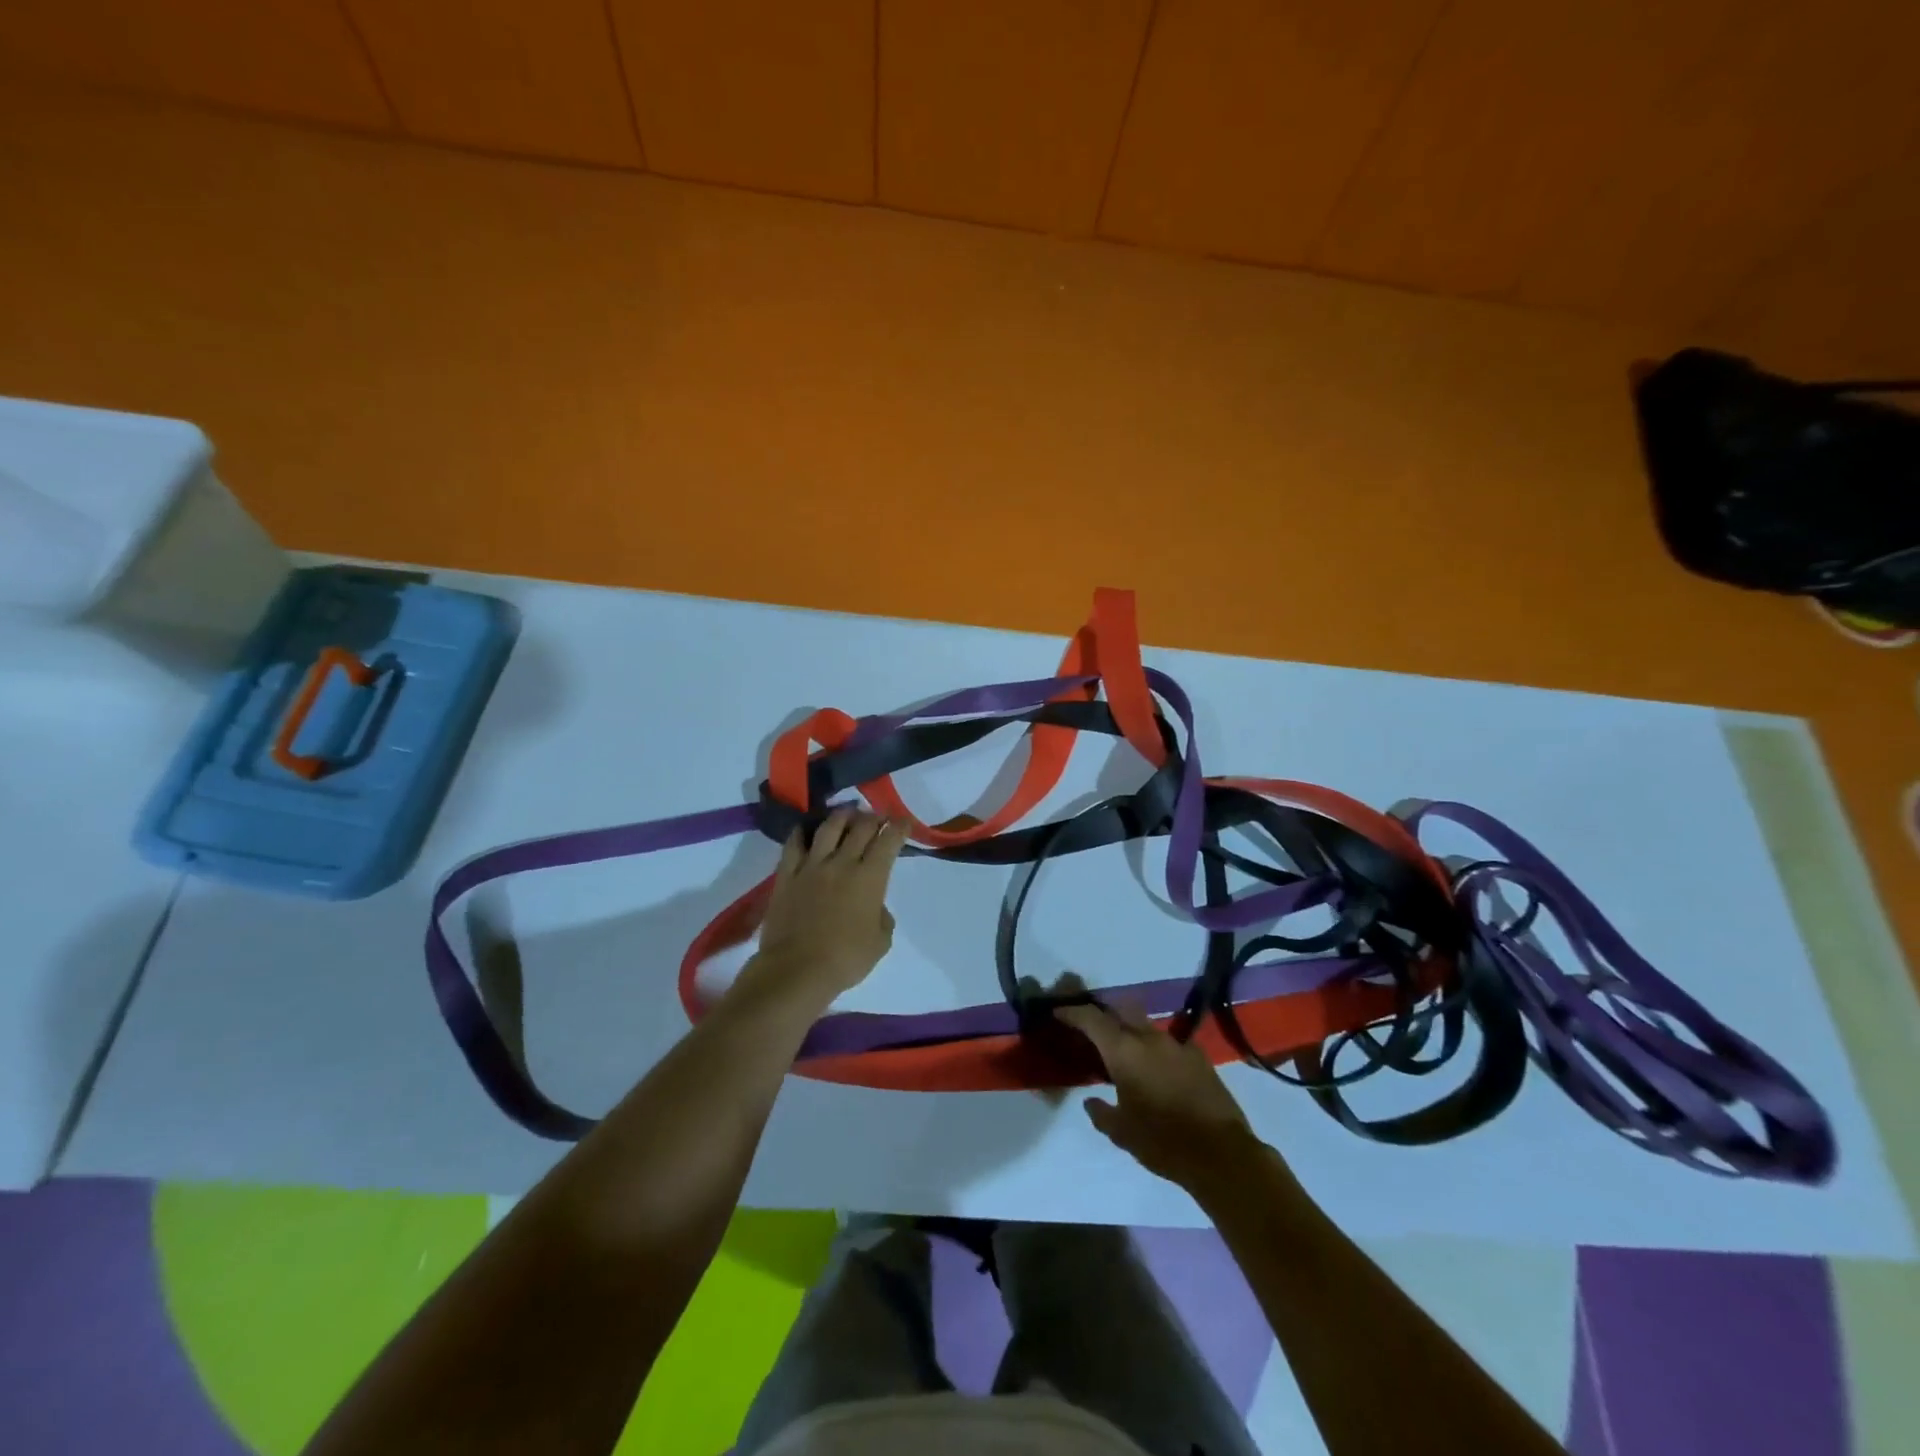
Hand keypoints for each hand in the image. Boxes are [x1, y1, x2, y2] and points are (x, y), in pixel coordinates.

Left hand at [747, 809, 907, 1005]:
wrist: (796, 969)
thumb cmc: (845, 959)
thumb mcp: (880, 942)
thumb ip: (882, 918)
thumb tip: (875, 907)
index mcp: (870, 877)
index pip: (888, 841)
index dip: (899, 827)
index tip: (904, 821)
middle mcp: (842, 863)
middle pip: (861, 828)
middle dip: (874, 817)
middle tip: (879, 816)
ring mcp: (812, 866)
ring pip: (829, 828)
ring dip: (842, 816)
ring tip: (848, 812)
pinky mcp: (787, 875)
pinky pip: (793, 845)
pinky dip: (802, 832)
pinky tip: (806, 828)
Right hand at [1055, 1000, 1261, 1191]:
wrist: (1221, 1154)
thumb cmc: (1162, 1142)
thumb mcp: (1122, 1133)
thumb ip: (1101, 1112)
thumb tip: (1091, 1101)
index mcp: (1124, 1052)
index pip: (1092, 1019)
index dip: (1072, 1013)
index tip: (1058, 1012)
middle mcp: (1149, 1038)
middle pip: (1121, 1009)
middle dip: (1104, 1013)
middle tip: (1092, 1027)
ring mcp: (1177, 1044)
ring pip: (1146, 1025)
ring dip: (1131, 1032)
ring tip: (1125, 1051)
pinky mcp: (1199, 1057)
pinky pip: (1169, 1043)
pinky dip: (1156, 1049)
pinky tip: (1157, 1068)